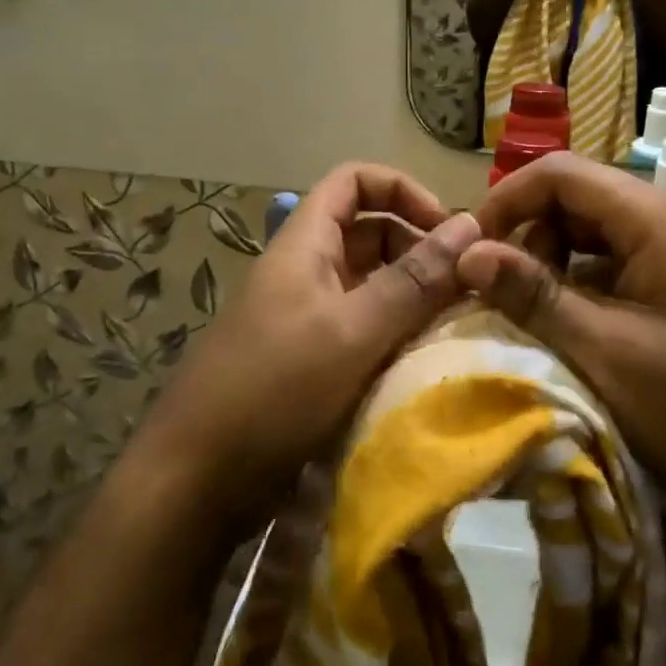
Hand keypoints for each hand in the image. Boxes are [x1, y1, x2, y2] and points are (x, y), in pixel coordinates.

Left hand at [129, 165, 479, 537]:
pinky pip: (363, 329)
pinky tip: (424, 362)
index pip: (354, 181)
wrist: (194, 483)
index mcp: (304, 244)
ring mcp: (306, 318)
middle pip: (369, 232)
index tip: (447, 229)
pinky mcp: (310, 362)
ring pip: (371, 285)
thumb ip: (413, 281)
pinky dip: (396, 335)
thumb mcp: (352, 331)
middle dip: (418, 249)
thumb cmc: (273, 392)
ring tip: (456, 325)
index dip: (403, 190)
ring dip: (413, 297)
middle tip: (466, 286)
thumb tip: (471, 224)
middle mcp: (305, 271)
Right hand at [456, 154, 665, 551]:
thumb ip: (536, 297)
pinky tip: (573, 332)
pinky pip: (618, 268)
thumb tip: (468, 252)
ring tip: (532, 317)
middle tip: (500, 294)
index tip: (471, 252)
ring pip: (594, 236)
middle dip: (527, 237)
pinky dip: (583, 289)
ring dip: (553, 266)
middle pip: (575, 200)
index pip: (559, 173)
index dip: (506, 201)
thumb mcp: (609, 355)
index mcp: (653, 220)